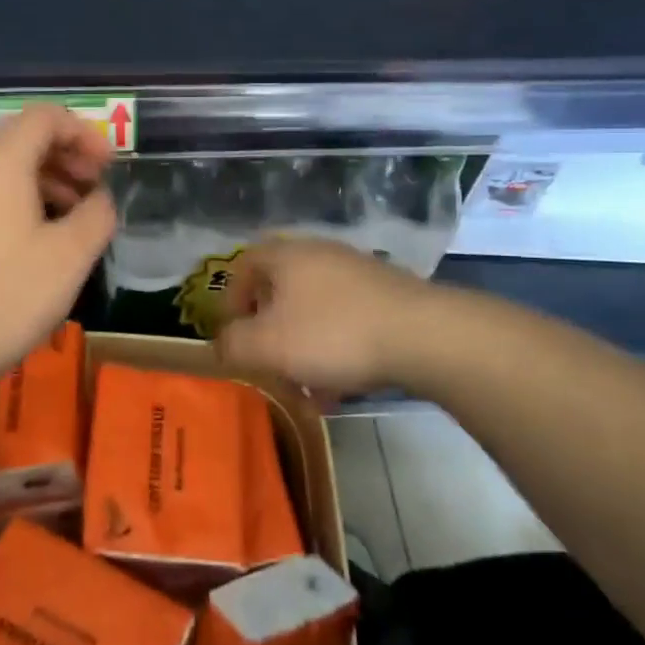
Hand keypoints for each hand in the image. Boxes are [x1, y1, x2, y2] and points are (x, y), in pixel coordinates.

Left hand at [0, 105, 115, 386]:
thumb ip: (97, 214)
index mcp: (2, 162)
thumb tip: (100, 198)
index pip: (45, 117)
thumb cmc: (8, 295)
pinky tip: (39, 240)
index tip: (107, 167)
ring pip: (5, 166)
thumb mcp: (71, 256)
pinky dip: (21, 199)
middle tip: (94, 189)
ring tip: (74, 217)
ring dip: (46, 179)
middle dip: (66, 155)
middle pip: (23, 136)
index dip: (84, 133)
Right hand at [215, 237, 434, 394]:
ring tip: (308, 390)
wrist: (423, 335)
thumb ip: (232, 345)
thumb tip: (221, 344)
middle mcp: (319, 255)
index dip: (229, 301)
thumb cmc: (332, 334)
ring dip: (303, 349)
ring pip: (314, 312)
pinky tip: (341, 388)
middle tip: (268, 365)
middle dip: (269, 334)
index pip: (242, 265)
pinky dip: (335, 352)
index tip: (232, 336)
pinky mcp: (386, 296)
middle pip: (279, 292)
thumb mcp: (267, 346)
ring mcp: (356, 273)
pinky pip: (346, 322)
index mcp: (285, 256)